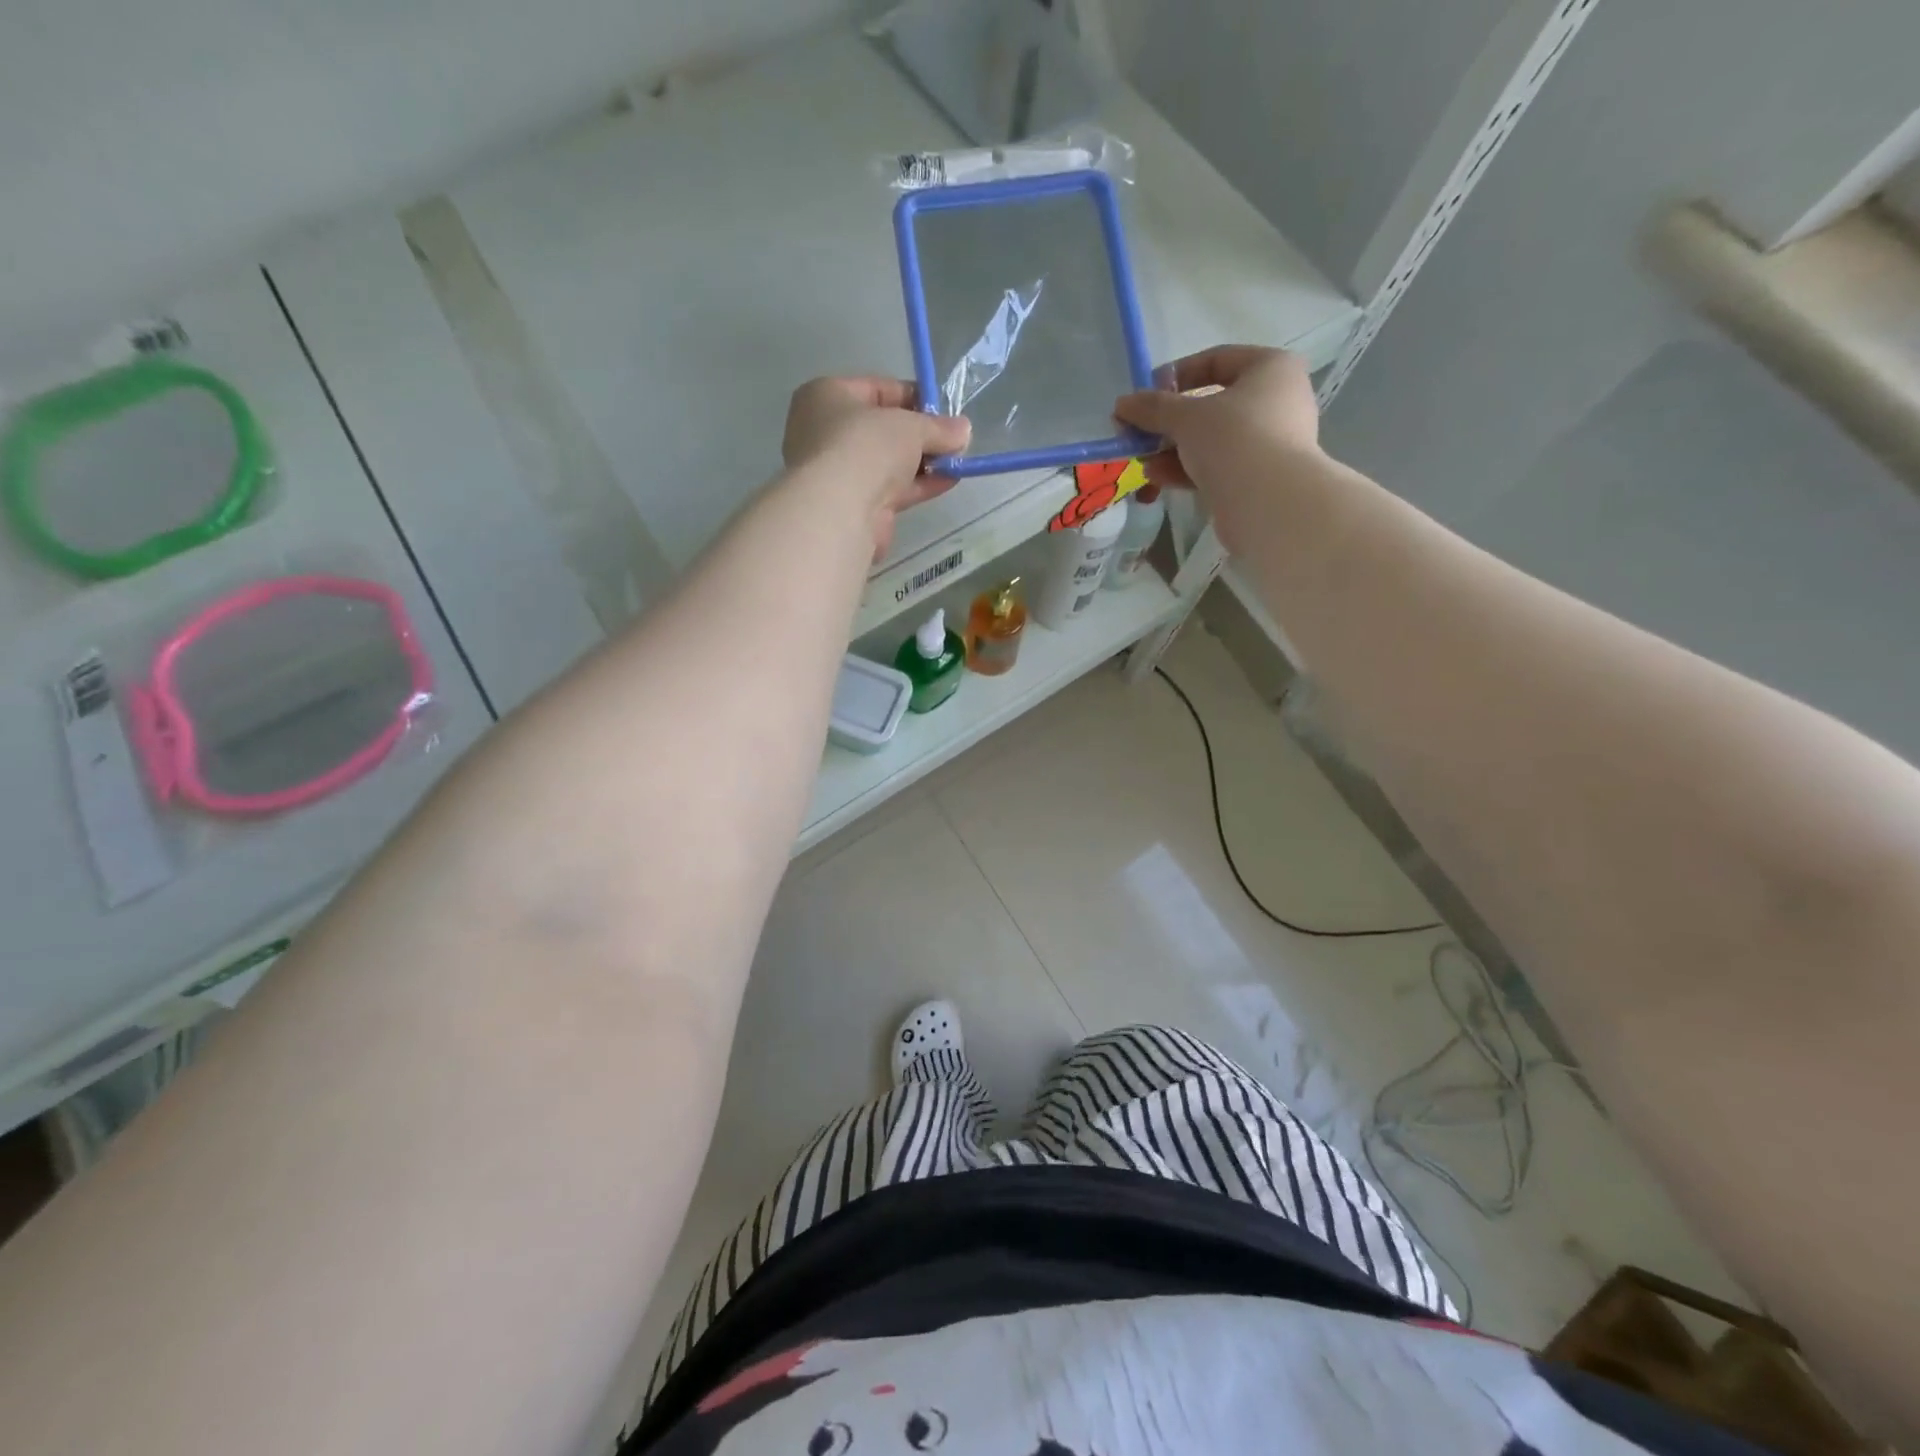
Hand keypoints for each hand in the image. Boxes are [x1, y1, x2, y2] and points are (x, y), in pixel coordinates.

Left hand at [782, 377, 970, 557]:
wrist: (840, 509)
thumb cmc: (866, 446)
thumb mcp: (910, 425)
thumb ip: (939, 427)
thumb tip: (964, 430)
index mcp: (827, 396)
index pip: (877, 389)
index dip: (914, 397)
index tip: (945, 410)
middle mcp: (826, 432)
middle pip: (883, 428)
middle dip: (921, 434)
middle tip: (954, 439)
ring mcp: (839, 472)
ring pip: (888, 461)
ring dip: (923, 461)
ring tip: (958, 460)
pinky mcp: (854, 505)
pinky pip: (892, 488)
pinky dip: (918, 484)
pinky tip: (948, 480)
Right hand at [1113, 345, 1319, 494]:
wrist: (1269, 503)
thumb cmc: (1234, 439)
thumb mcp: (1186, 417)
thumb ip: (1153, 408)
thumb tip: (1122, 404)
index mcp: (1270, 368)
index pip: (1216, 360)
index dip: (1175, 375)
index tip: (1144, 395)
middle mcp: (1277, 399)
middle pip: (1211, 404)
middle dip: (1169, 422)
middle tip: (1137, 434)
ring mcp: (1271, 441)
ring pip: (1212, 439)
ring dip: (1173, 449)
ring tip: (1142, 461)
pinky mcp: (1259, 477)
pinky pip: (1218, 465)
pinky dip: (1188, 469)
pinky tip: (1157, 478)